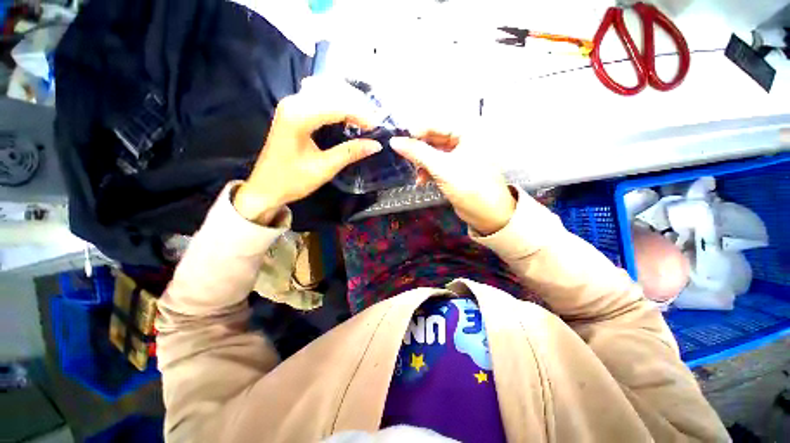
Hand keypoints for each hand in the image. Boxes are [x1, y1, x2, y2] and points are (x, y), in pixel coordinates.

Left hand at [234, 78, 382, 224]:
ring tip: (365, 116)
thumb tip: (376, 145)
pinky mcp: (293, 110)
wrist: (265, 187)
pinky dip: (337, 103)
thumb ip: (350, 152)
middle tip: (374, 121)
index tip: (378, 127)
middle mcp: (293, 103)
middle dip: (357, 104)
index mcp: (298, 117)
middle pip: (332, 92)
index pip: (337, 106)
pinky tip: (347, 112)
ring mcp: (292, 104)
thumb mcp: (324, 168)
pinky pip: (319, 97)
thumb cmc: (292, 181)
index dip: (360, 115)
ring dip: (348, 100)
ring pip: (326, 91)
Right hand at [390, 131, 515, 235]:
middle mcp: (463, 142)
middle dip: (419, 151)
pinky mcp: (455, 172)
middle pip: (434, 140)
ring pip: (434, 155)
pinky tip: (422, 182)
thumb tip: (394, 141)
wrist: (488, 214)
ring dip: (422, 164)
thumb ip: (418, 153)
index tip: (399, 142)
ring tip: (417, 176)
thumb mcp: (441, 167)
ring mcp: (459, 158)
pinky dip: (428, 172)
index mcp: (466, 133)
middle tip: (405, 159)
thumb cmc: (469, 186)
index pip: (435, 125)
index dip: (416, 133)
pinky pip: (437, 166)